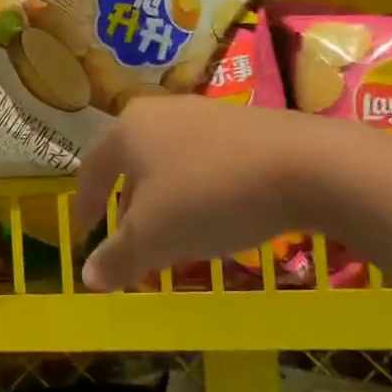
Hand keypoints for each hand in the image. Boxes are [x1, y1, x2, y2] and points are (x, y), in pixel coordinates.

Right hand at [75, 98, 356, 291]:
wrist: (306, 166)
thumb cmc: (208, 195)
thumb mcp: (154, 237)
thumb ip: (117, 258)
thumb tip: (88, 278)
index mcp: (127, 129)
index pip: (92, 168)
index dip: (85, 205)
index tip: (85, 234)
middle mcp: (161, 112)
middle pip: (132, 164)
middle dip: (129, 208)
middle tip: (132, 245)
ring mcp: (206, 114)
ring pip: (170, 164)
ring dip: (165, 202)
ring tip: (176, 238)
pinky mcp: (246, 125)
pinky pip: (206, 162)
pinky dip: (199, 192)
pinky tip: (219, 219)